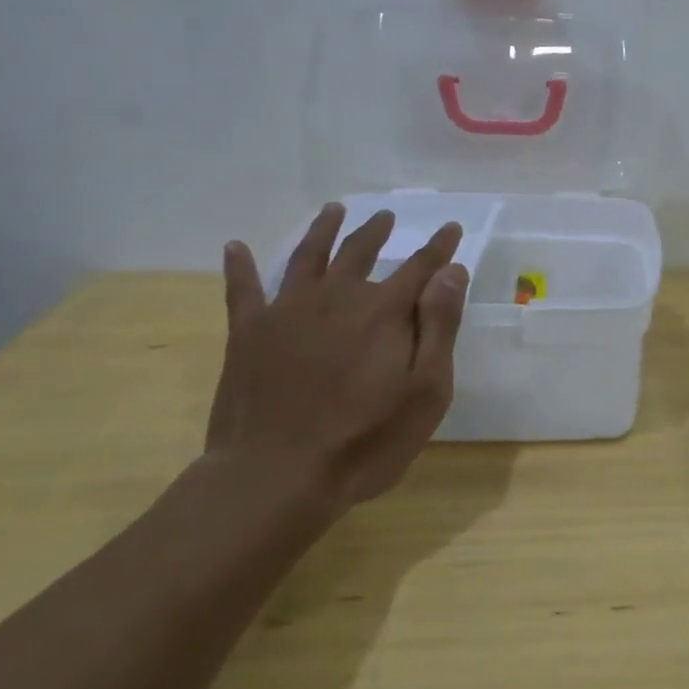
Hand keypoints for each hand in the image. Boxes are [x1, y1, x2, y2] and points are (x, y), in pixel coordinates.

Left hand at [206, 204, 469, 509]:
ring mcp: (288, 311)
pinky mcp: (248, 334)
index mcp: (384, 311)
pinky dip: (240, 266)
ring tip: (333, 211)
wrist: (276, 477)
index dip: (439, 246)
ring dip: (323, 230)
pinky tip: (236, 247)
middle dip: (377, 231)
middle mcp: (337, 297)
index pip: (420, 266)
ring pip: (308, 257)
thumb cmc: (366, 439)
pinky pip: (243, 290)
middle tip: (385, 216)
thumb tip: (451, 271)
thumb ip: (439, 326)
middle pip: (360, 252)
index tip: (451, 228)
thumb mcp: (426, 389)